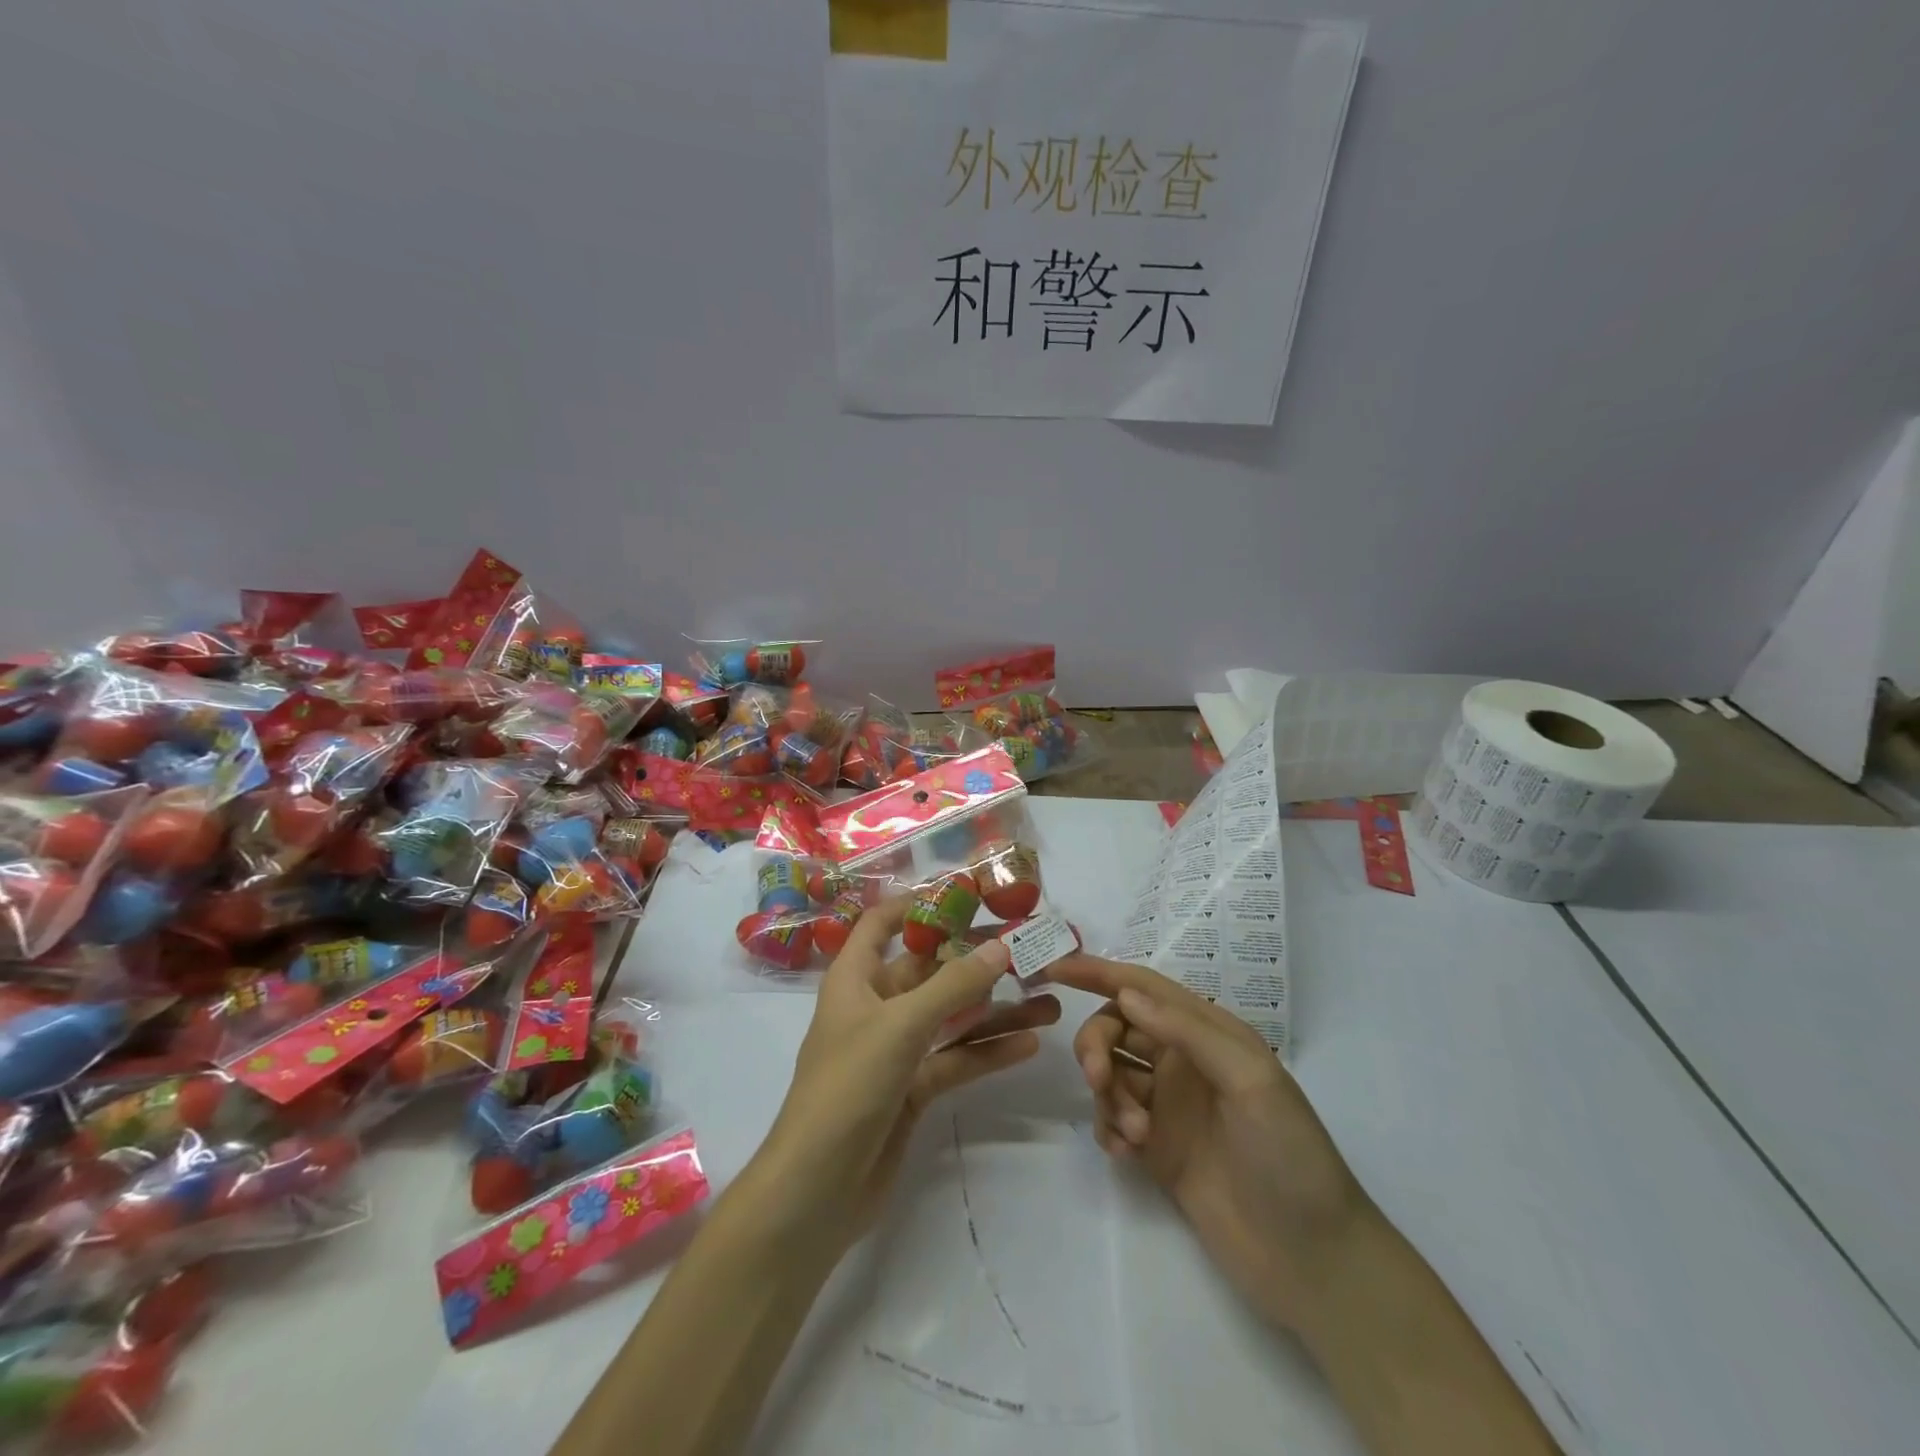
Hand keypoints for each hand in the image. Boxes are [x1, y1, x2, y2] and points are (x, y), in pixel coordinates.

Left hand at [761, 900, 1060, 1248]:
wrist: (817, 1191)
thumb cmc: (848, 1087)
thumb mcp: (901, 1026)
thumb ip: (953, 985)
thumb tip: (1001, 946)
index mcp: (855, 978)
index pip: (883, 923)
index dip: (918, 905)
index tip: (968, 896)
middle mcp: (875, 1006)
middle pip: (929, 969)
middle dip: (976, 960)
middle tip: (1028, 947)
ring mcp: (895, 1049)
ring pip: (951, 1017)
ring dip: (994, 1009)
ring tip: (1048, 998)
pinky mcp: (912, 1089)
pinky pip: (955, 1059)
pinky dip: (987, 1051)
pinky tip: (1029, 1044)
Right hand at [1049, 955, 1367, 1333]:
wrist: (1310, 1259)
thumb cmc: (1289, 1154)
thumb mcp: (1250, 1079)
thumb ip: (1187, 1031)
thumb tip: (1124, 993)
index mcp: (1207, 1032)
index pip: (1142, 987)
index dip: (1097, 972)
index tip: (1054, 969)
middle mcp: (1182, 1060)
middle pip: (1115, 1027)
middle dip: (1096, 1044)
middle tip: (1098, 1078)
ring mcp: (1167, 1105)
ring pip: (1109, 1073)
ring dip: (1107, 1094)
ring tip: (1136, 1135)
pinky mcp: (1155, 1148)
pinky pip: (1111, 1118)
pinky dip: (1108, 1127)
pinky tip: (1126, 1153)